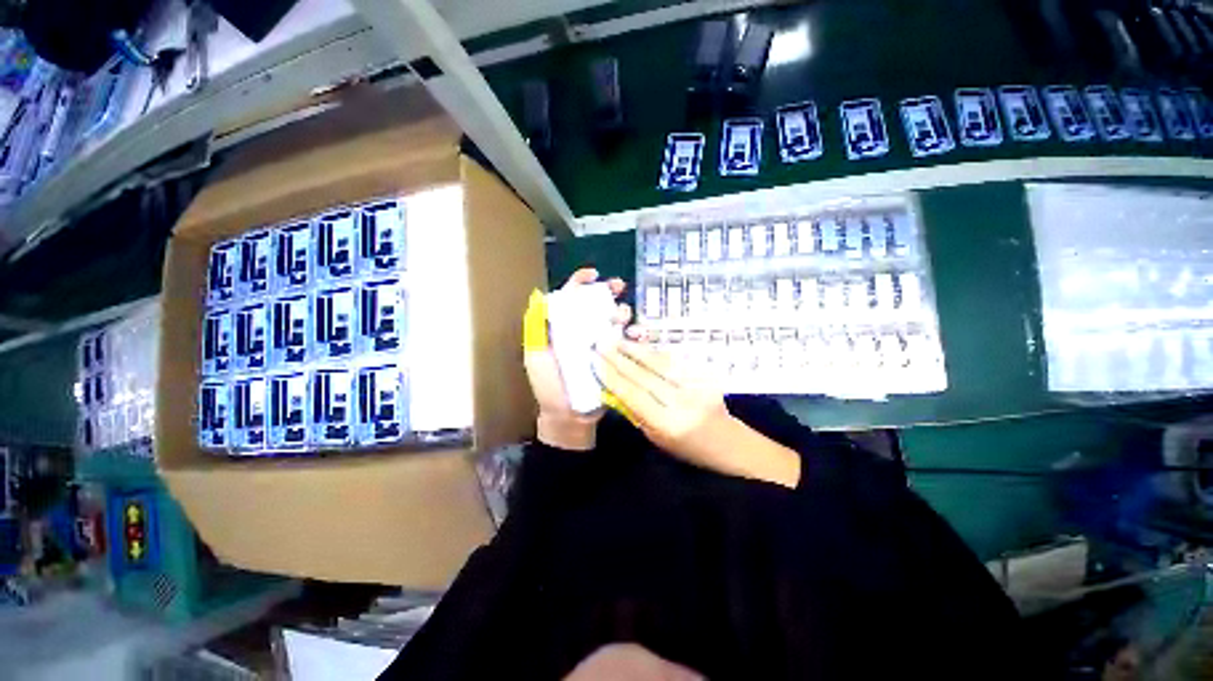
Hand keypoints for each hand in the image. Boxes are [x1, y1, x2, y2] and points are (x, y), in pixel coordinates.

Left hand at [523, 268, 630, 449]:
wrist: (569, 416)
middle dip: (609, 291)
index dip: (580, 283)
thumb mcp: (536, 355)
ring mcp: (602, 345)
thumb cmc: (549, 386)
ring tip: (623, 317)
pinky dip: (636, 335)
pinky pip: (629, 343)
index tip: (593, 275)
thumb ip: (536, 328)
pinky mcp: (616, 359)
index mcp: (564, 328)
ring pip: (616, 320)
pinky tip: (638, 335)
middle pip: (597, 305)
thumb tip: (539, 297)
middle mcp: (584, 332)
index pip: (571, 298)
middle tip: (618, 288)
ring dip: (623, 312)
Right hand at [596, 340, 800, 487]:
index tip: (597, 362)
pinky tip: (642, 347)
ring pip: (661, 363)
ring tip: (618, 340)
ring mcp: (696, 386)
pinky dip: (655, 353)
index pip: (634, 395)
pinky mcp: (706, 376)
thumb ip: (636, 413)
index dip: (614, 377)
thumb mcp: (657, 439)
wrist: (731, 444)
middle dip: (620, 358)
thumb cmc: (689, 449)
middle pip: (645, 375)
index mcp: (668, 424)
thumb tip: (615, 389)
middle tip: (602, 344)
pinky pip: (675, 361)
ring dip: (636, 350)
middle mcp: (683, 402)